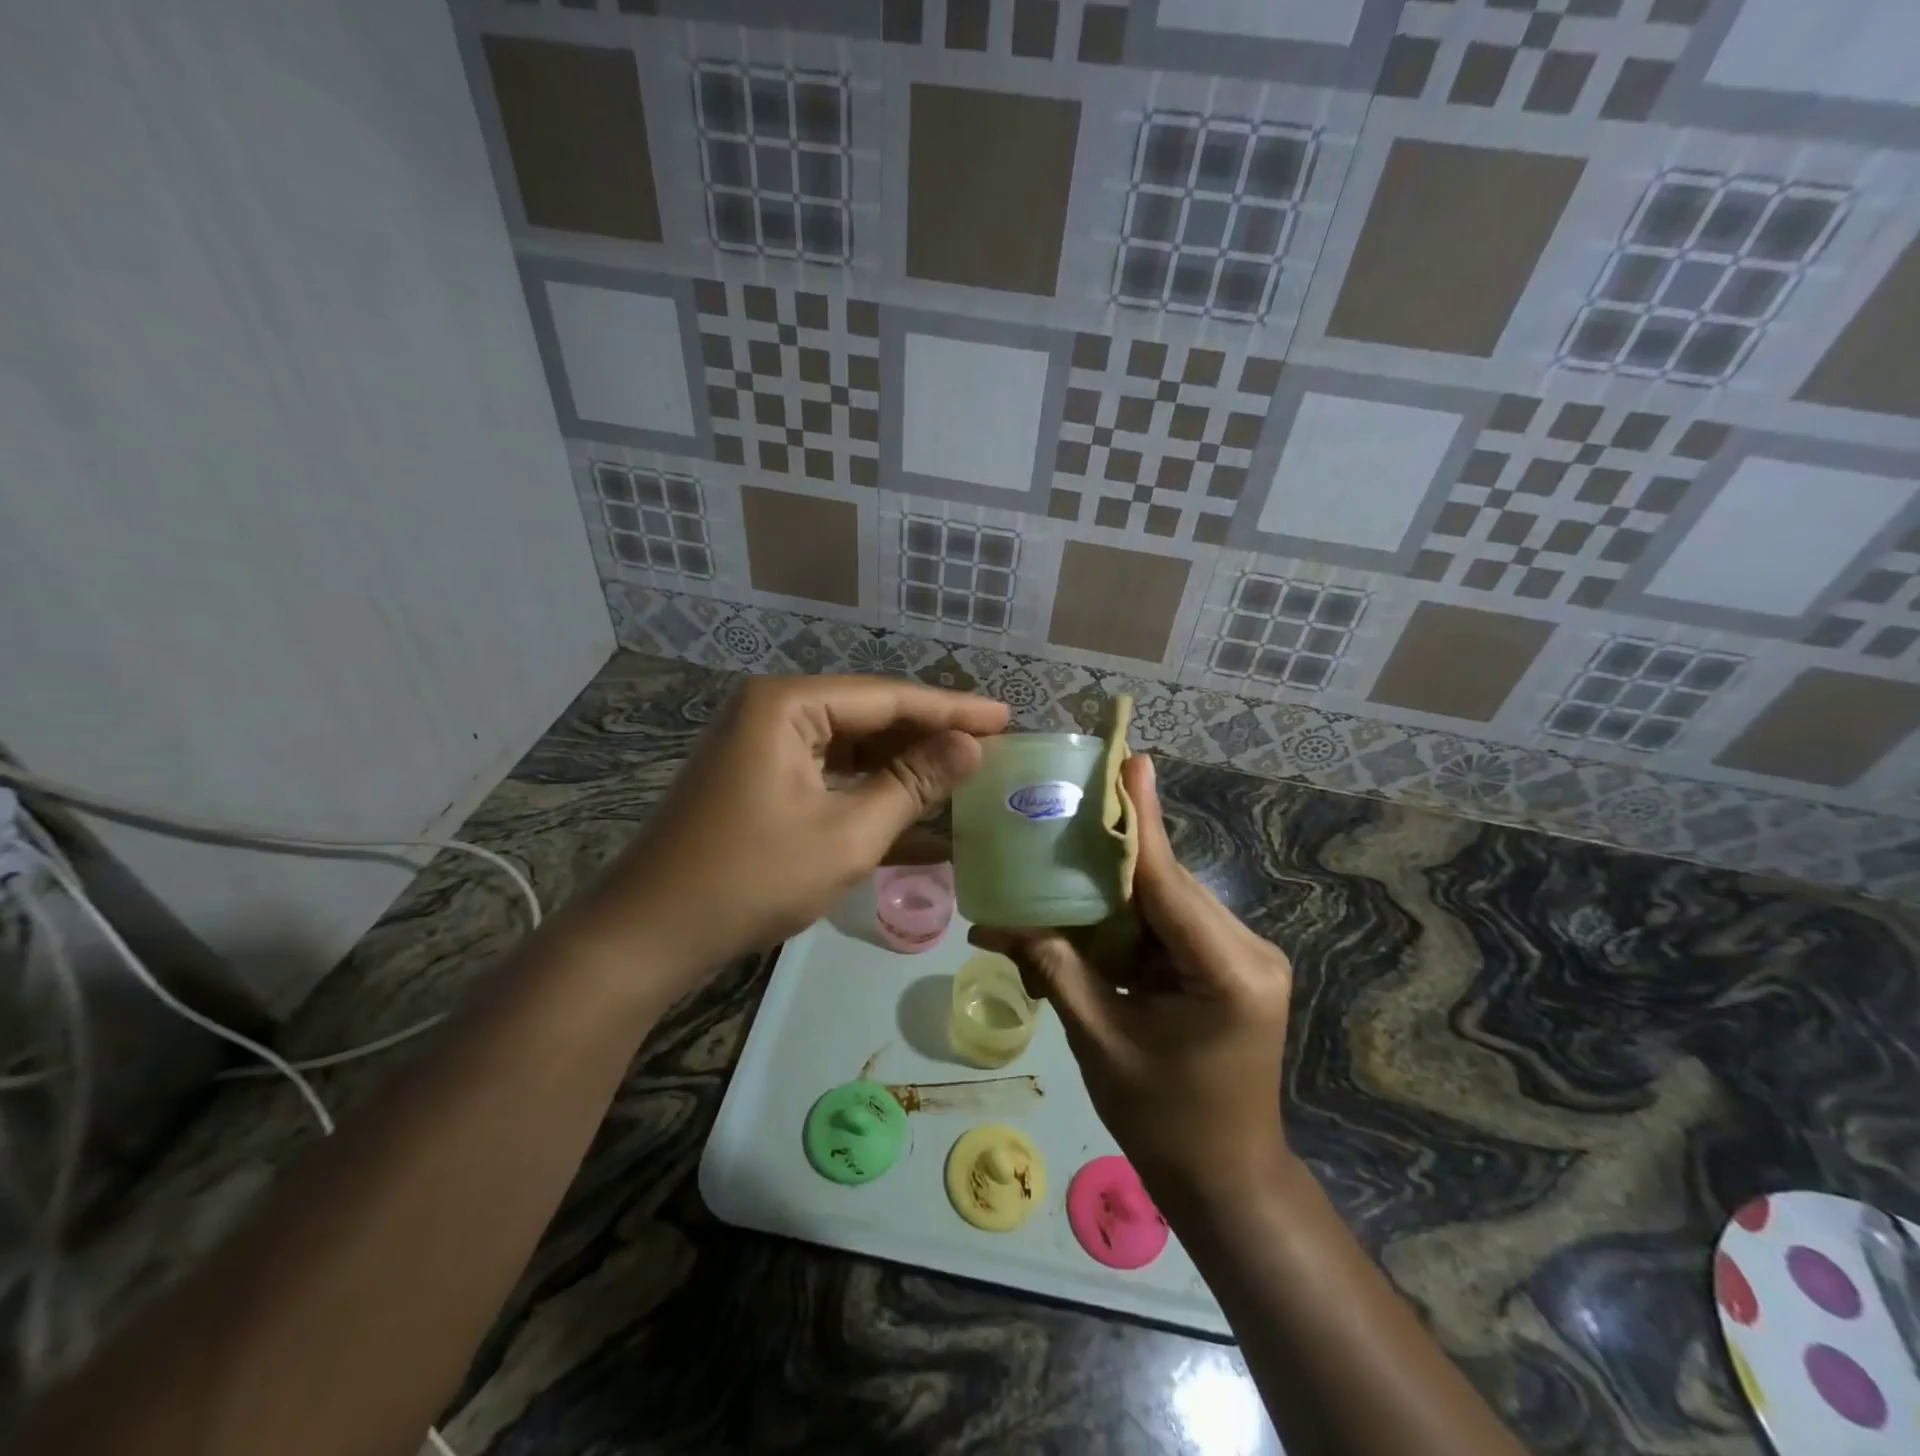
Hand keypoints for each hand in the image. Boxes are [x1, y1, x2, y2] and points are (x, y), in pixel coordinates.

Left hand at [567, 675, 1006, 1005]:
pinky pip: (830, 775)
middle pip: (871, 716)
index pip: (890, 697)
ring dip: (904, 768)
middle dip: (930, 737)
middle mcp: (775, 711)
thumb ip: (912, 784)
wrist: (649, 934)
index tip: (1007, 718)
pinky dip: (870, 793)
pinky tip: (917, 813)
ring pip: (853, 748)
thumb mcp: (847, 833)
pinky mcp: (761, 780)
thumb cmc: (751, 877)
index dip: (953, 709)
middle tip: (992, 750)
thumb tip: (971, 747)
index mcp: (790, 705)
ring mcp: (764, 746)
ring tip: (964, 778)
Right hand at [971, 754, 1294, 1206]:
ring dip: (1114, 892)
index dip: (1140, 821)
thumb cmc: (1166, 1124)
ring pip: (1165, 901)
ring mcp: (1242, 957)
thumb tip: (994, 921)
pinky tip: (1086, 915)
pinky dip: (1127, 922)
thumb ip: (1054, 969)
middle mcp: (1248, 951)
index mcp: (1229, 972)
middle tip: (1063, 811)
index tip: (1130, 761)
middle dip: (1111, 855)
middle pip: (1166, 884)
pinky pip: (1169, 926)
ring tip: (1060, 863)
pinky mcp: (1228, 966)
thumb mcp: (1102, 1042)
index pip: (1168, 882)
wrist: (1226, 1182)